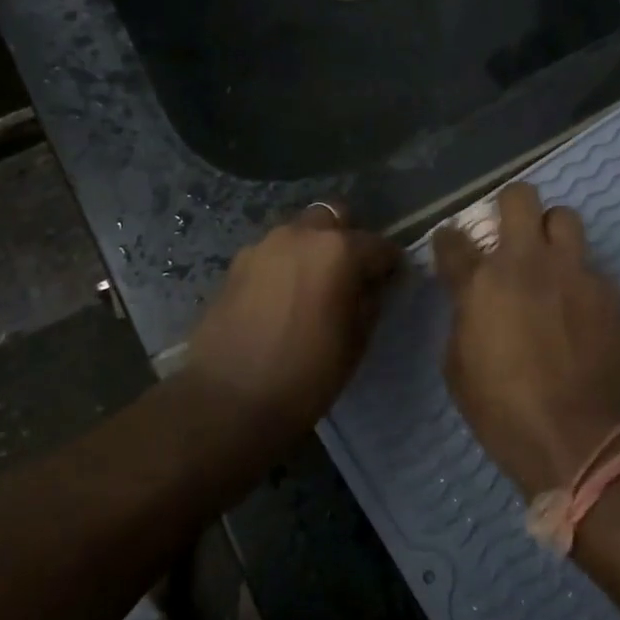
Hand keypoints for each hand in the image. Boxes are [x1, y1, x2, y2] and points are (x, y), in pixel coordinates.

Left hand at [186, 203, 401, 440]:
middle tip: (350, 276)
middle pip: (335, 218)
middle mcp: (301, 235)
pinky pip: (273, 253)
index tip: (391, 284)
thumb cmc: (305, 374)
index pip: (380, 245)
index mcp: (339, 250)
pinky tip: (282, 298)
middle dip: (348, 239)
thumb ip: (370, 300)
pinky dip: (284, 265)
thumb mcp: (356, 341)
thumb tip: (373, 284)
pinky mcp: (236, 264)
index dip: (390, 265)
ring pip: (300, 231)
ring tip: (313, 287)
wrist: (227, 400)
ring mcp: (264, 245)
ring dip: (313, 249)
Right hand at [433, 183, 619, 498]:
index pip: (454, 238)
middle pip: (520, 197)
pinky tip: (579, 313)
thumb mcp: (458, 366)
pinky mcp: (608, 291)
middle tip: (510, 234)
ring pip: (565, 217)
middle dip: (510, 207)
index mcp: (482, 282)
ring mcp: (573, 272)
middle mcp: (528, 262)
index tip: (453, 248)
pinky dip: (580, 281)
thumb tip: (472, 299)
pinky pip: (591, 268)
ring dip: (552, 232)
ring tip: (550, 262)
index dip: (449, 239)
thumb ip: (463, 317)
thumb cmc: (503, 411)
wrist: (577, 439)